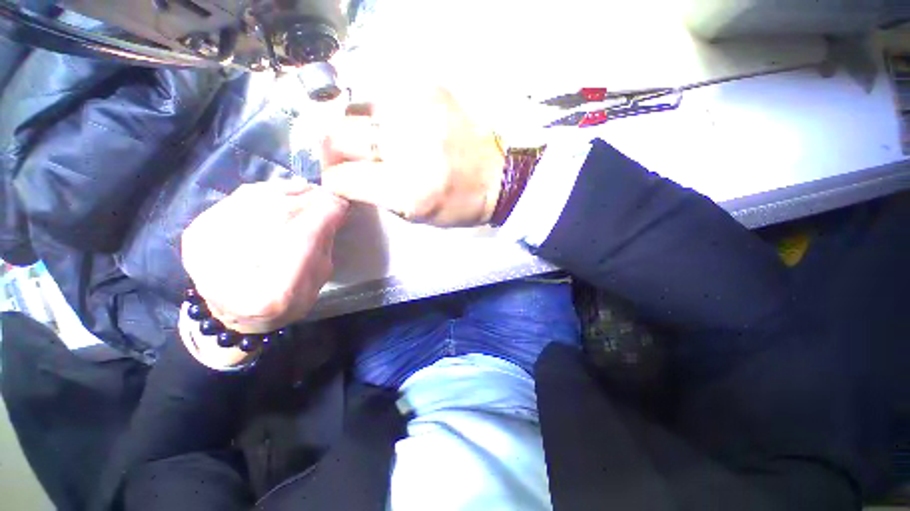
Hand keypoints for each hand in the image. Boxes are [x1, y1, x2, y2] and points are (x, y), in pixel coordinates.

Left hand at [181, 180, 347, 334]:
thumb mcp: (316, 283)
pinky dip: (269, 190)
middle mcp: (234, 269)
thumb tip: (331, 212)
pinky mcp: (197, 229)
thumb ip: (323, 247)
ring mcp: (207, 246)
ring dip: (291, 191)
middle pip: (279, 214)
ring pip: (258, 199)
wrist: (231, 312)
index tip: (343, 205)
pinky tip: (286, 193)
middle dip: (311, 200)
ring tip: (310, 193)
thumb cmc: (284, 303)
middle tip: (329, 196)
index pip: (304, 240)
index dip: (326, 216)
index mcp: (273, 295)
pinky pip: (241, 196)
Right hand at [321, 87, 504, 226]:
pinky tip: (396, 125)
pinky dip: (381, 113)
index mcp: (407, 189)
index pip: (343, 177)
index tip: (337, 179)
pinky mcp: (428, 90)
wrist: (498, 175)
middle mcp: (407, 147)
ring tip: (372, 140)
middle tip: (344, 156)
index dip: (334, 180)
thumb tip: (347, 176)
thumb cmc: (460, 204)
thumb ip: (378, 196)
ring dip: (356, 127)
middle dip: (334, 149)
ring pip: (356, 110)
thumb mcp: (417, 216)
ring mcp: (417, 112)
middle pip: (340, 136)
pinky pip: (384, 96)